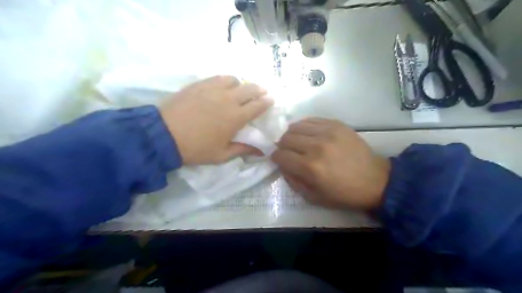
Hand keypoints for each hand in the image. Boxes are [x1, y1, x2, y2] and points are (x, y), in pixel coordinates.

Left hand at [159, 75, 272, 164]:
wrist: (164, 136)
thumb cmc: (196, 148)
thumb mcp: (221, 155)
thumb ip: (243, 150)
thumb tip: (260, 151)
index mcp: (236, 117)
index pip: (258, 106)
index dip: (267, 102)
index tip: (271, 100)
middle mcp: (228, 99)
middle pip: (250, 89)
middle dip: (259, 90)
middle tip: (262, 92)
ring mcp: (213, 89)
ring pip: (234, 80)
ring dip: (241, 84)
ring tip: (240, 90)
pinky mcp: (199, 84)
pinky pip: (218, 77)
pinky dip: (226, 81)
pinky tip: (223, 86)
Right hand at [272, 117, 388, 209]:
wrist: (375, 180)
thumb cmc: (344, 193)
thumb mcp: (314, 197)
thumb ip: (293, 181)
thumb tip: (282, 165)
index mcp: (310, 167)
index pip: (280, 155)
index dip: (275, 158)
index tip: (278, 160)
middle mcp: (316, 146)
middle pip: (286, 139)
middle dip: (281, 146)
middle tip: (287, 152)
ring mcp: (327, 132)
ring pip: (296, 126)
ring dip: (291, 135)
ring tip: (296, 142)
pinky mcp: (336, 124)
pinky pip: (311, 120)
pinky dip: (304, 127)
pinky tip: (307, 134)